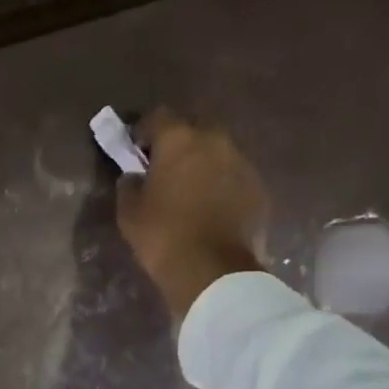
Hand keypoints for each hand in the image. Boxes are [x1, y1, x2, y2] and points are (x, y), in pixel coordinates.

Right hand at [116, 110, 268, 319]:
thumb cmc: (163, 237)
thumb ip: (129, 185)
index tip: (137, 149)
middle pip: (196, 126)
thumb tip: (133, 176)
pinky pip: (235, 176)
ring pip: (219, 151)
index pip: (159, 116)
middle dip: (180, 141)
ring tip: (191, 189)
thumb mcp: (129, 213)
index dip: (145, 129)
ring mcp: (243, 164)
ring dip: (204, 162)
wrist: (214, 272)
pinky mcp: (259, 189)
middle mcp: (216, 141)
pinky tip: (212, 207)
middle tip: (166, 166)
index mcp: (180, 140)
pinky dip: (223, 184)